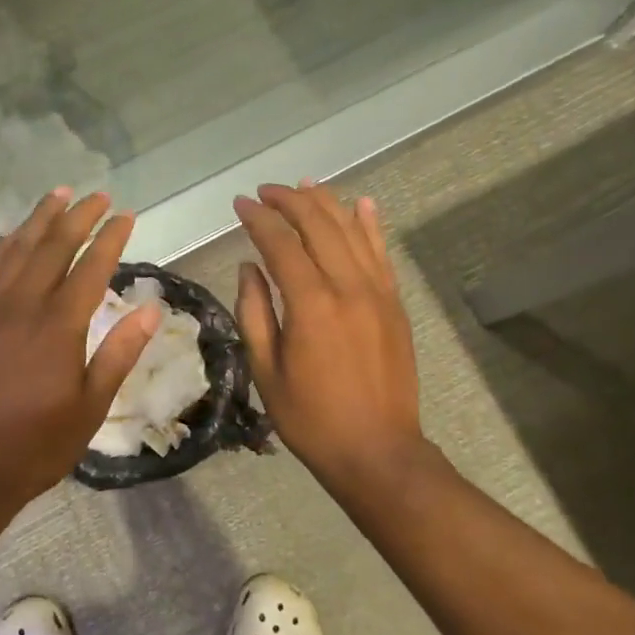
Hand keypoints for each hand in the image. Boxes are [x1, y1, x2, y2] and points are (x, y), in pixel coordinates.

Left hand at [0, 189, 159, 511]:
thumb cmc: (36, 444)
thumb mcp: (90, 406)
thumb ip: (119, 353)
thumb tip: (150, 309)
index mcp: (58, 326)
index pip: (91, 267)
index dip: (110, 238)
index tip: (126, 215)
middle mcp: (22, 306)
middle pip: (52, 247)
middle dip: (77, 217)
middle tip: (97, 195)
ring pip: (15, 250)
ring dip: (38, 220)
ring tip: (57, 195)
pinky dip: (3, 247)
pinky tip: (10, 236)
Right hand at [232, 184, 427, 492]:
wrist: (377, 449)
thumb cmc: (310, 417)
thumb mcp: (266, 370)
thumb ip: (254, 312)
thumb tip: (249, 267)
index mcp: (310, 304)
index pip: (281, 243)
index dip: (259, 218)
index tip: (240, 203)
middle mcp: (347, 286)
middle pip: (319, 225)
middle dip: (290, 201)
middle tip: (266, 191)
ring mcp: (378, 292)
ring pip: (352, 231)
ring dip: (327, 203)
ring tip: (304, 185)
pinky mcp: (394, 304)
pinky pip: (381, 253)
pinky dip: (370, 225)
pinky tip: (361, 204)